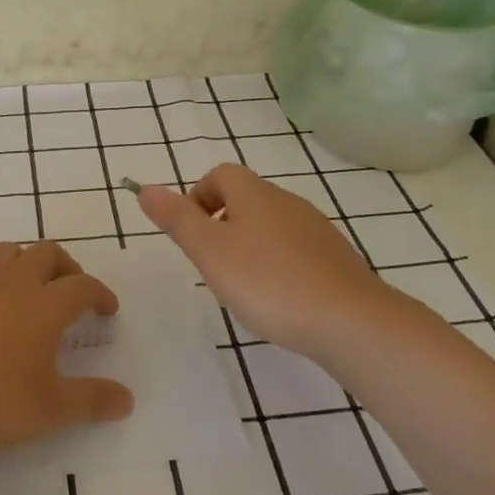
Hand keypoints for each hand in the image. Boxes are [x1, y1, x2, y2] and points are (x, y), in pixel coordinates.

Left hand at [0, 241, 133, 453]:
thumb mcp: (48, 410)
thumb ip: (91, 401)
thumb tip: (128, 400)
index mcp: (44, 306)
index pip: (83, 285)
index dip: (100, 294)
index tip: (107, 310)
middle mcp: (12, 284)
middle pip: (47, 253)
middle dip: (67, 266)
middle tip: (72, 291)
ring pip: (8, 253)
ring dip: (27, 262)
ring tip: (30, 288)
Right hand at [138, 164, 397, 359]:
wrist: (348, 319)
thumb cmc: (267, 281)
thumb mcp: (210, 251)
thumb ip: (177, 219)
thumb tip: (146, 188)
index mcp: (255, 194)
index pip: (219, 174)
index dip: (197, 197)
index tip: (190, 234)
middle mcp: (287, 202)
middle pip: (245, 199)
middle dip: (221, 224)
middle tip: (210, 265)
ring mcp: (316, 229)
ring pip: (270, 225)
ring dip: (249, 245)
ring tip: (241, 286)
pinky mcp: (335, 258)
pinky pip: (294, 250)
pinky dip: (277, 265)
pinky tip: (277, 298)